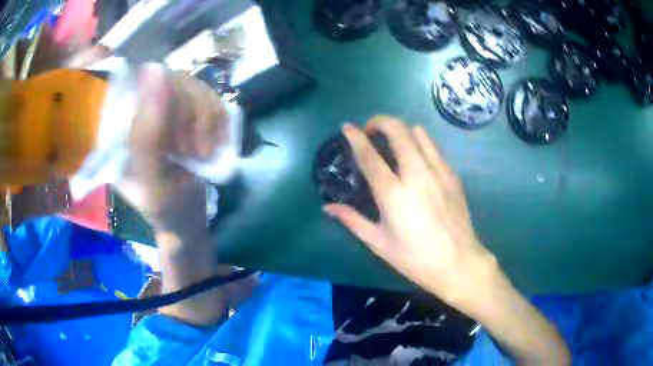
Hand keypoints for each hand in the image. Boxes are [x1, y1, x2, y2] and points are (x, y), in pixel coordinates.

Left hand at [115, 64, 225, 235]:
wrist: (186, 219)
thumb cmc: (165, 207)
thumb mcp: (152, 179)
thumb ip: (147, 133)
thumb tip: (154, 69)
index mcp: (120, 124)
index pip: (143, 83)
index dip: (169, 102)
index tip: (181, 143)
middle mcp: (141, 110)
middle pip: (174, 80)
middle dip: (193, 117)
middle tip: (196, 153)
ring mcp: (166, 108)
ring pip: (195, 85)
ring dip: (208, 120)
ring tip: (205, 152)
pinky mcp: (187, 112)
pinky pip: (210, 96)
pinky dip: (218, 119)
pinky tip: (215, 142)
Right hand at [323, 116, 497, 308]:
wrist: (458, 262)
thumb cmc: (415, 258)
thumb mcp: (378, 242)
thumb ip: (352, 220)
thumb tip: (327, 207)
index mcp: (393, 193)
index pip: (369, 155)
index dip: (355, 137)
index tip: (347, 127)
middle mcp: (416, 173)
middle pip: (398, 130)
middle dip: (380, 122)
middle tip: (371, 132)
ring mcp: (438, 171)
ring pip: (418, 132)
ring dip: (401, 131)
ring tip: (394, 144)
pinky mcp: (452, 174)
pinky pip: (433, 147)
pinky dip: (420, 144)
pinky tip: (416, 161)